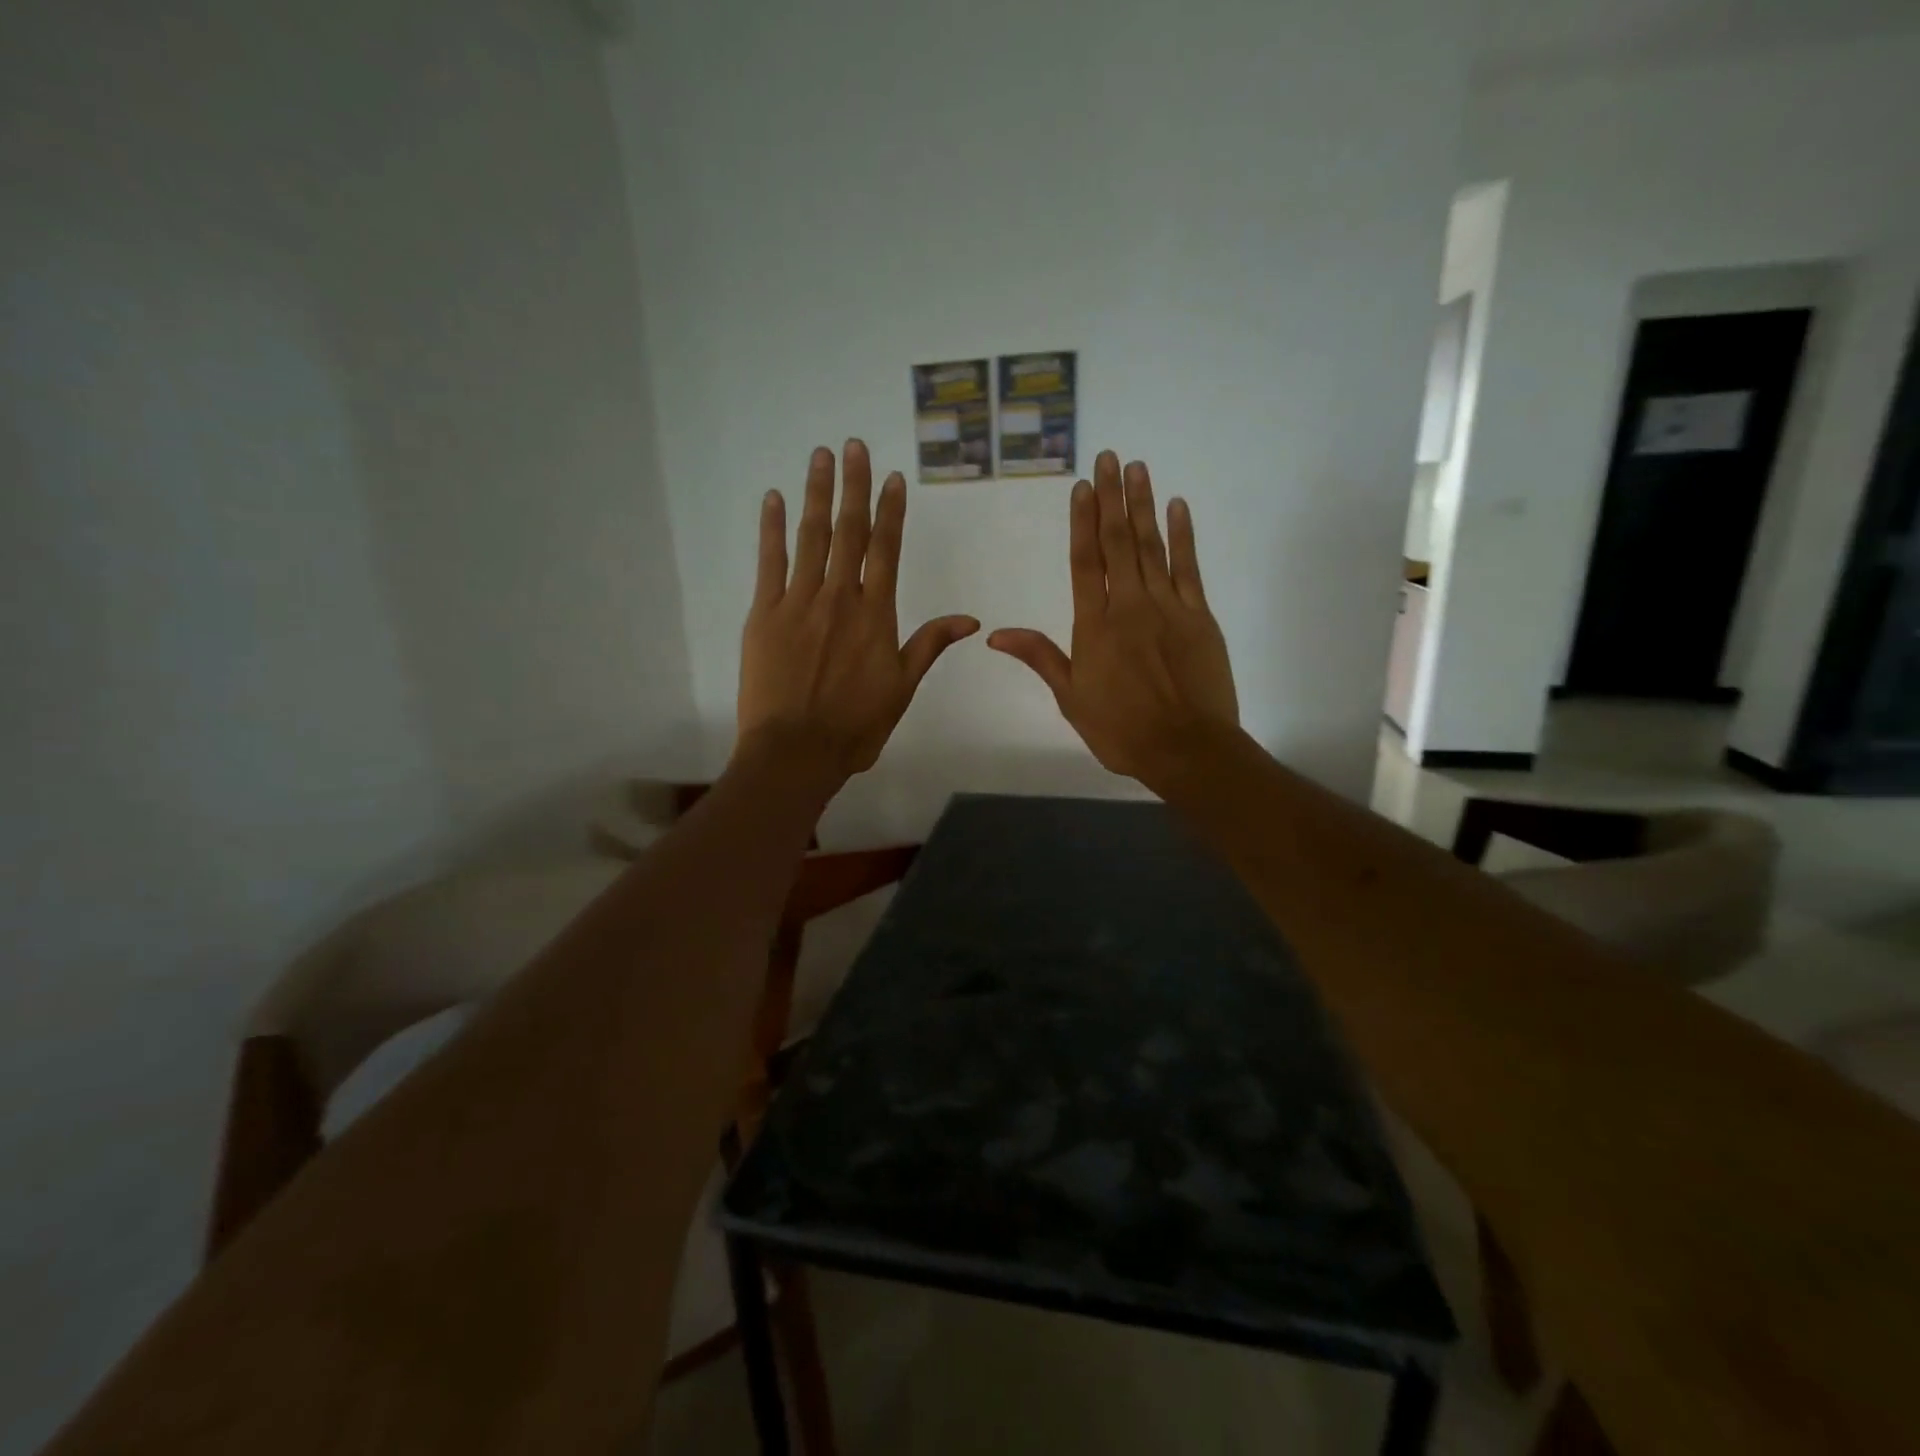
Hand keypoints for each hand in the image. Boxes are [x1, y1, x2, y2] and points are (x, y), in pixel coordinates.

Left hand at [738, 440, 978, 776]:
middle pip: (849, 532)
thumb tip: (970, 619)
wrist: (796, 751)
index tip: (892, 477)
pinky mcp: (763, 614)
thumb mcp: (903, 688)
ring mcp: (798, 602)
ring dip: (817, 494)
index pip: (885, 550)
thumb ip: (930, 645)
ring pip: (811, 537)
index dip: (890, 511)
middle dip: (853, 486)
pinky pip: (769, 562)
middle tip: (854, 445)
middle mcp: (839, 597)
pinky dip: (771, 529)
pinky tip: (774, 500)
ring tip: (822, 457)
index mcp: (875, 615)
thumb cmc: (855, 726)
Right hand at [989, 451, 1237, 788]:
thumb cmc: (1121, 729)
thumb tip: (995, 634)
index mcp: (1094, 626)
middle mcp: (1129, 606)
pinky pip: (1189, 567)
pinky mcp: (1199, 616)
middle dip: (1112, 498)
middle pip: (1118, 543)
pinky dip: (1183, 536)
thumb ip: (1039, 658)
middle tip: (1109, 457)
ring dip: (1143, 505)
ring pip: (1152, 547)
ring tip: (1137, 468)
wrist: (1186, 748)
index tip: (1082, 486)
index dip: (1082, 522)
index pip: (1085, 562)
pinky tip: (1178, 507)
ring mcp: (1168, 607)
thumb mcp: (1070, 698)